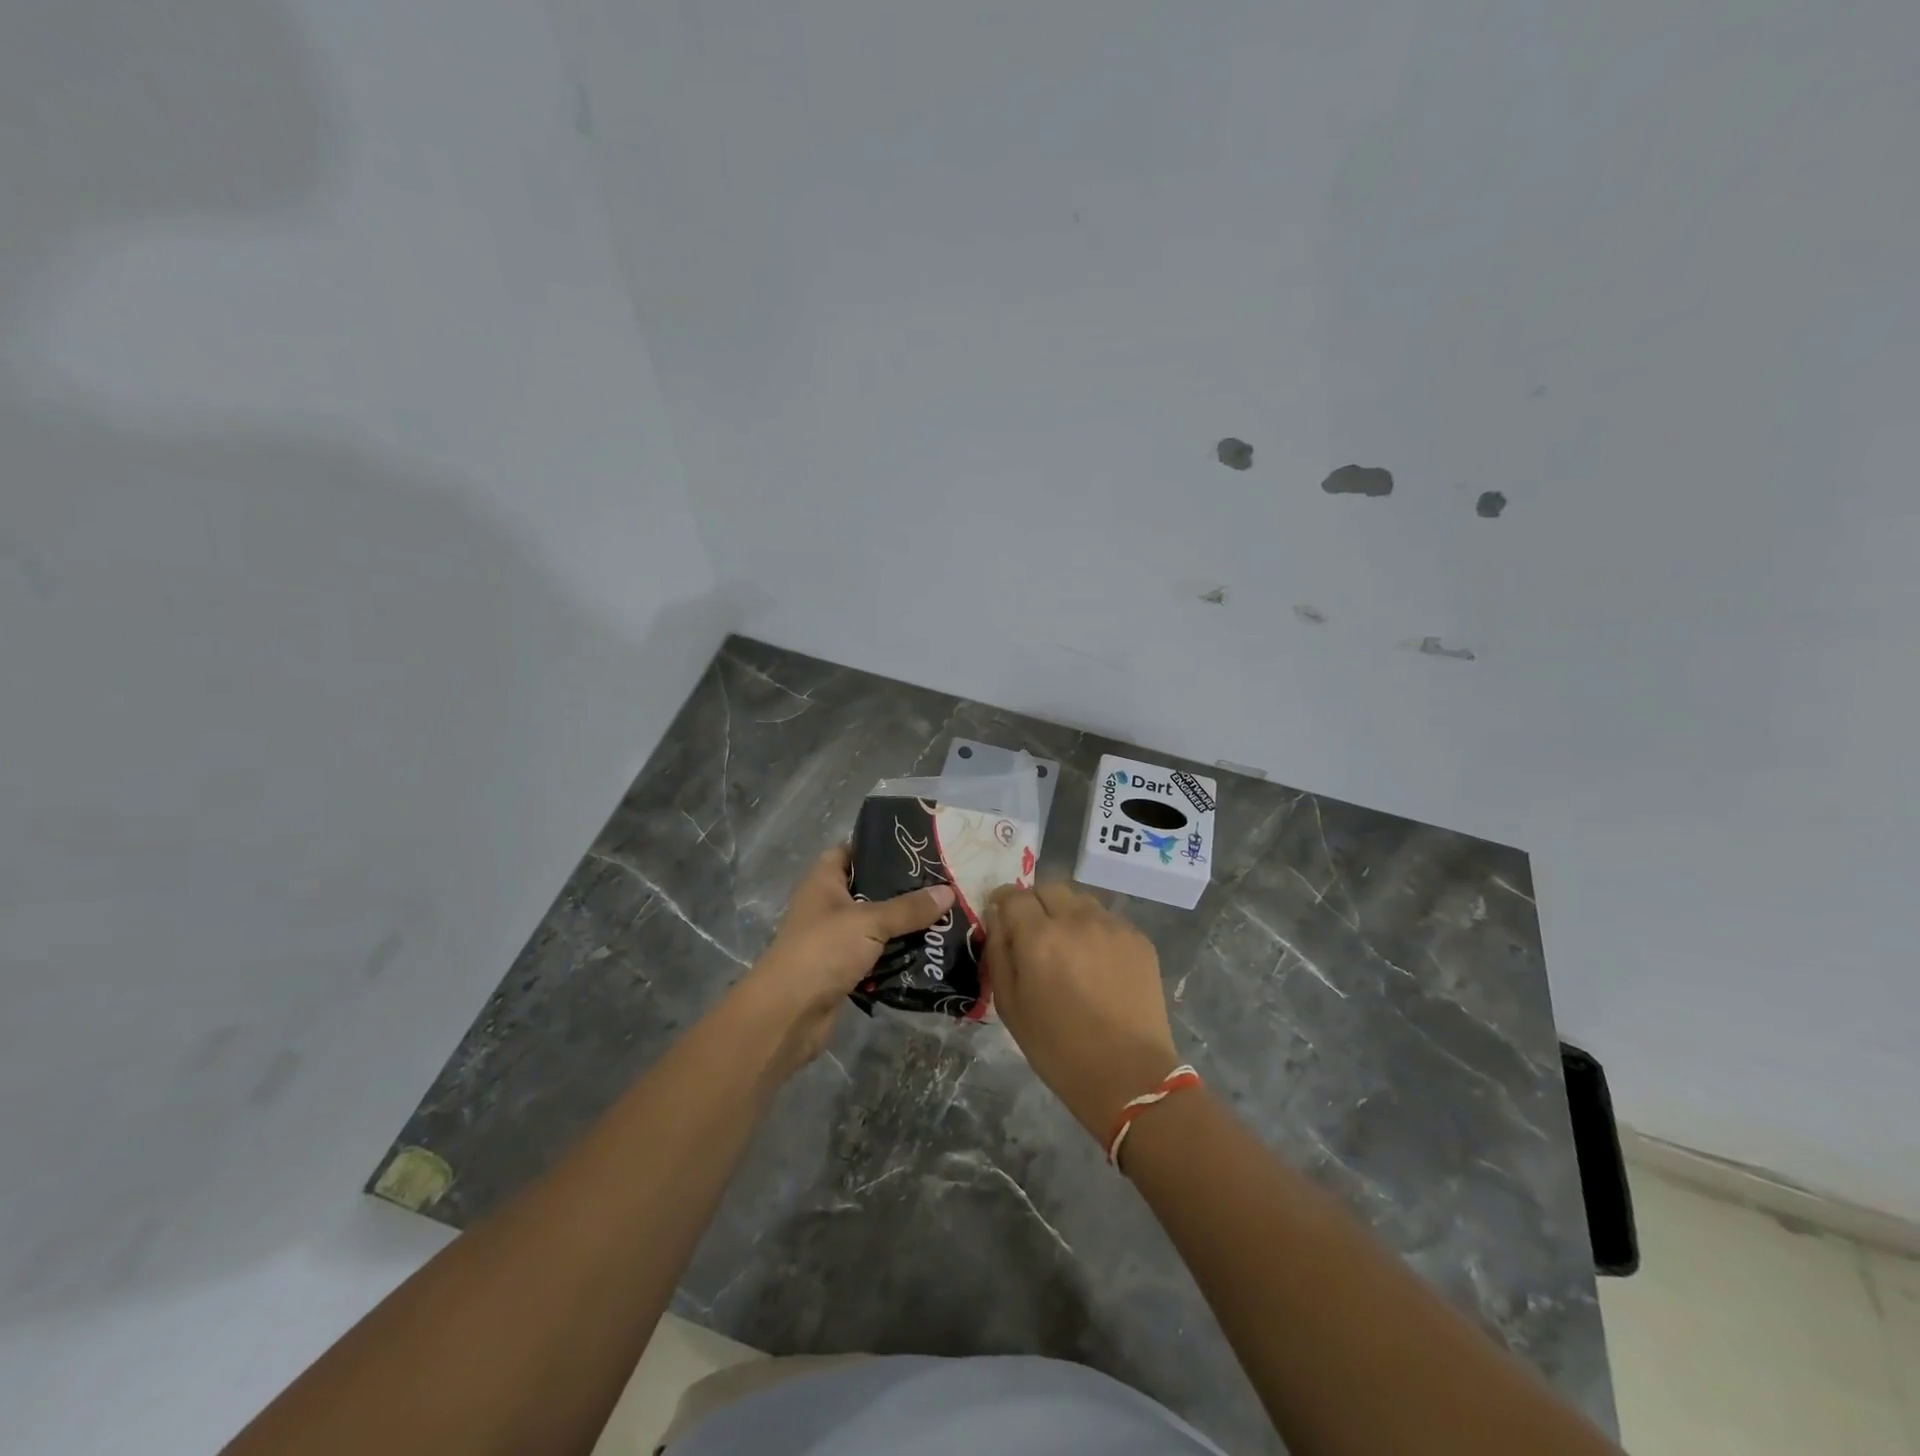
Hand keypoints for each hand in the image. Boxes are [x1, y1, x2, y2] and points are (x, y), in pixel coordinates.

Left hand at [734, 846, 953, 1077]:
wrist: (788, 1015)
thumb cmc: (823, 951)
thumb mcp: (870, 922)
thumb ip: (909, 908)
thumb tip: (949, 891)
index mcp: (824, 882)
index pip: (849, 851)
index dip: (877, 847)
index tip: (915, 848)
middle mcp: (827, 906)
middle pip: (869, 889)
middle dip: (902, 890)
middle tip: (942, 884)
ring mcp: (834, 940)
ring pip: (875, 925)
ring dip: (903, 926)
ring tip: (944, 917)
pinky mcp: (843, 970)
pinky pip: (876, 955)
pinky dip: (896, 956)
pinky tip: (928, 952)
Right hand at [987, 881, 1179, 1142]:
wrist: (1129, 1076)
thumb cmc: (1058, 1049)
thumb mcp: (1010, 1006)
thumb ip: (998, 953)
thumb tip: (996, 917)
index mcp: (1038, 936)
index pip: (1013, 894)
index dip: (1003, 903)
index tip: (1002, 919)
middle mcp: (1076, 919)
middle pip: (1048, 887)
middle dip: (1035, 902)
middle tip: (1034, 933)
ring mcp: (1112, 926)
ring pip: (1080, 899)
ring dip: (1066, 912)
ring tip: (1068, 947)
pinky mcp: (1139, 938)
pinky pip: (1107, 919)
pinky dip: (1094, 930)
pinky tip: (1097, 963)